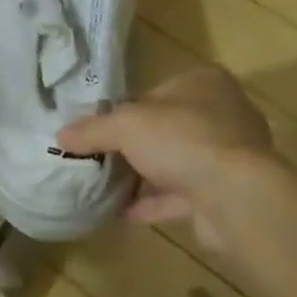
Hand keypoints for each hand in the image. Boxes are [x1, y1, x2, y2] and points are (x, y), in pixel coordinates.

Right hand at [57, 65, 275, 250]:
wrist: (235, 197)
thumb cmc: (182, 140)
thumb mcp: (126, 125)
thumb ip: (93, 129)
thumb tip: (61, 136)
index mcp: (204, 83)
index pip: (155, 92)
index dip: (124, 109)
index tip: (98, 129)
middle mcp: (222, 115)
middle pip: (165, 128)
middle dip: (134, 145)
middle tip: (98, 158)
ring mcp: (228, 157)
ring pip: (175, 163)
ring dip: (143, 176)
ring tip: (104, 186)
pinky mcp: (226, 194)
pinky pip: (181, 196)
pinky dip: (153, 203)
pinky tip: (121, 212)